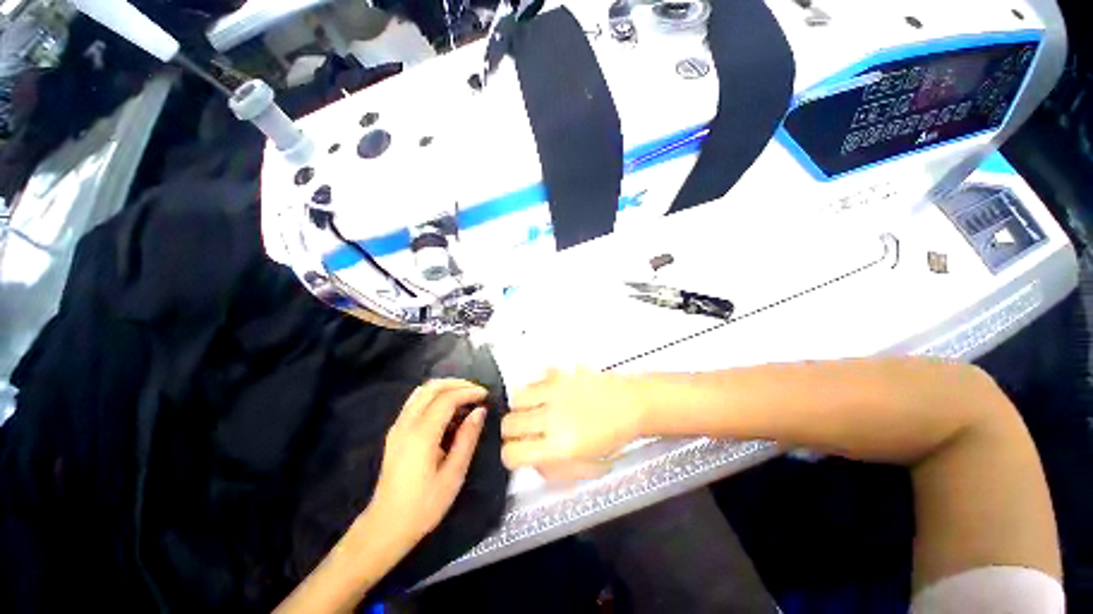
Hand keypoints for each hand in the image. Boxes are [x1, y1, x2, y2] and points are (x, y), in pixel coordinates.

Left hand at [366, 379, 487, 548]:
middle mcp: (406, 424)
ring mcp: (398, 426)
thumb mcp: (453, 475)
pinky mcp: (395, 432)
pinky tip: (446, 407)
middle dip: (457, 383)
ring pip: (421, 391)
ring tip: (464, 395)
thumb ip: (467, 439)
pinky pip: (415, 401)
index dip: (468, 391)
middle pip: (432, 387)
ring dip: (445, 387)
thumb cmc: (424, 505)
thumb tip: (480, 411)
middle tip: (476, 391)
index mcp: (422, 434)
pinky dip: (433, 395)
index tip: (485, 395)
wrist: (386, 526)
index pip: (447, 398)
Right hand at [501, 369, 644, 468]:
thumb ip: (555, 469)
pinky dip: (537, 387)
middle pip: (509, 423)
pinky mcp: (561, 373)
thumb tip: (533, 461)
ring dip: (522, 407)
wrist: (633, 404)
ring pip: (517, 398)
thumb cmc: (614, 437)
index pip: (512, 453)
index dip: (511, 455)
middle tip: (527, 431)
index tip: (519, 452)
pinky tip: (550, 394)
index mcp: (560, 446)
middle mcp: (553, 417)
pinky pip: (536, 378)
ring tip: (536, 409)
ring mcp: (556, 391)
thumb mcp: (586, 465)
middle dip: (513, 430)